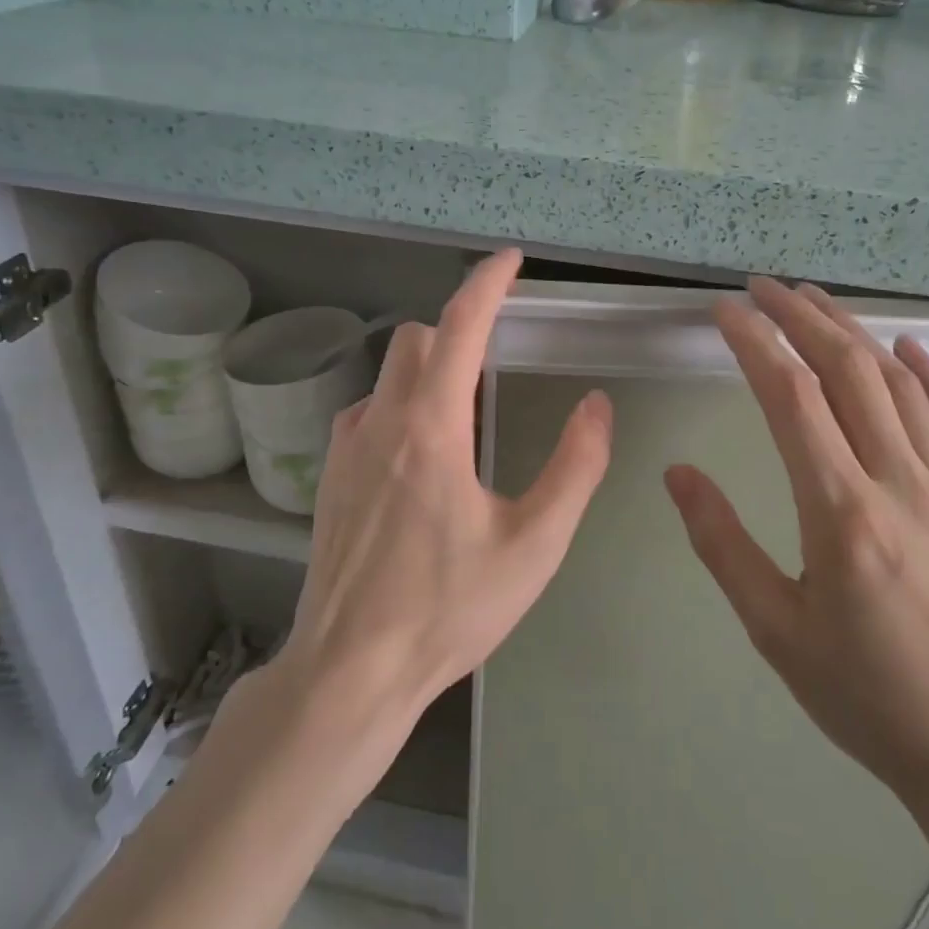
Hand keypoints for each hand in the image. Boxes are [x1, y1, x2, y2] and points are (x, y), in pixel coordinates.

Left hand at [278, 249, 613, 722]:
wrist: (350, 669)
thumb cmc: (449, 609)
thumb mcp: (534, 545)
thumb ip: (575, 469)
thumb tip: (597, 406)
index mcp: (432, 428)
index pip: (460, 327)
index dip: (487, 283)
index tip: (511, 259)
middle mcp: (382, 421)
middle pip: (419, 340)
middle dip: (459, 331)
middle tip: (497, 359)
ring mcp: (347, 446)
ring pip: (390, 372)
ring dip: (429, 369)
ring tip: (465, 416)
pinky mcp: (331, 474)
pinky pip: (369, 409)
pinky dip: (401, 404)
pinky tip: (419, 456)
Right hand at [664, 277, 928, 814]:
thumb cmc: (869, 697)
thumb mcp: (776, 630)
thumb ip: (722, 543)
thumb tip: (678, 475)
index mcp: (841, 511)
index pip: (791, 398)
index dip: (755, 343)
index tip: (726, 312)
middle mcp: (899, 482)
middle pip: (847, 371)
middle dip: (801, 318)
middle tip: (765, 287)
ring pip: (900, 385)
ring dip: (855, 333)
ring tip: (816, 300)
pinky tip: (909, 348)